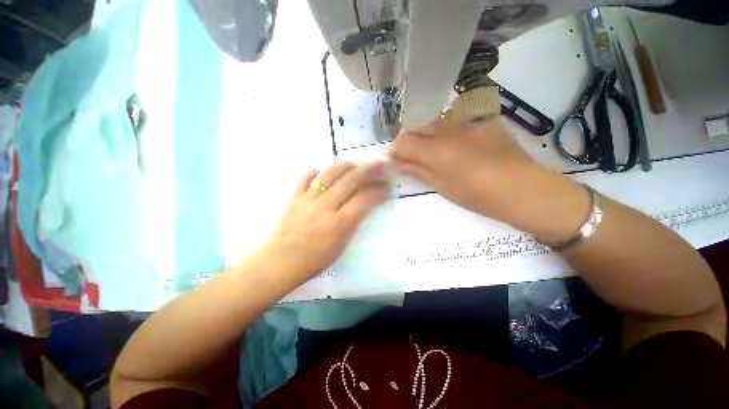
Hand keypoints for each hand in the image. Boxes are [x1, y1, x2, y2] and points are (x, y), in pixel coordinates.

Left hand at [260, 163, 389, 280]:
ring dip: (344, 167)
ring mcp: (308, 200)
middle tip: (378, 165)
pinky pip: (305, 179)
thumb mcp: (341, 246)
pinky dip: (315, 173)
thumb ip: (353, 223)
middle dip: (368, 171)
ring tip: (353, 165)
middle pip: (350, 181)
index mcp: (339, 222)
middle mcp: (325, 206)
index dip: (378, 191)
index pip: (364, 199)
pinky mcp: (295, 198)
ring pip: (329, 175)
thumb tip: (362, 207)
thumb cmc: (314, 261)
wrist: (280, 263)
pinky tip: (321, 171)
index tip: (387, 187)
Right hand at [389, 117, 541, 222]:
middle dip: (408, 138)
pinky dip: (446, 125)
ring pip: (434, 117)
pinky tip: (453, 138)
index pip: (404, 142)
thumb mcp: (442, 186)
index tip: (395, 158)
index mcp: (437, 150)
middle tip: (410, 153)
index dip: (395, 150)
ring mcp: (467, 120)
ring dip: (425, 130)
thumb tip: (398, 164)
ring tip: (429, 145)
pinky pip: (456, 114)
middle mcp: (449, 129)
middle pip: (416, 124)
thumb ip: (418, 171)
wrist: (521, 188)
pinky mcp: (482, 118)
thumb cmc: (477, 195)